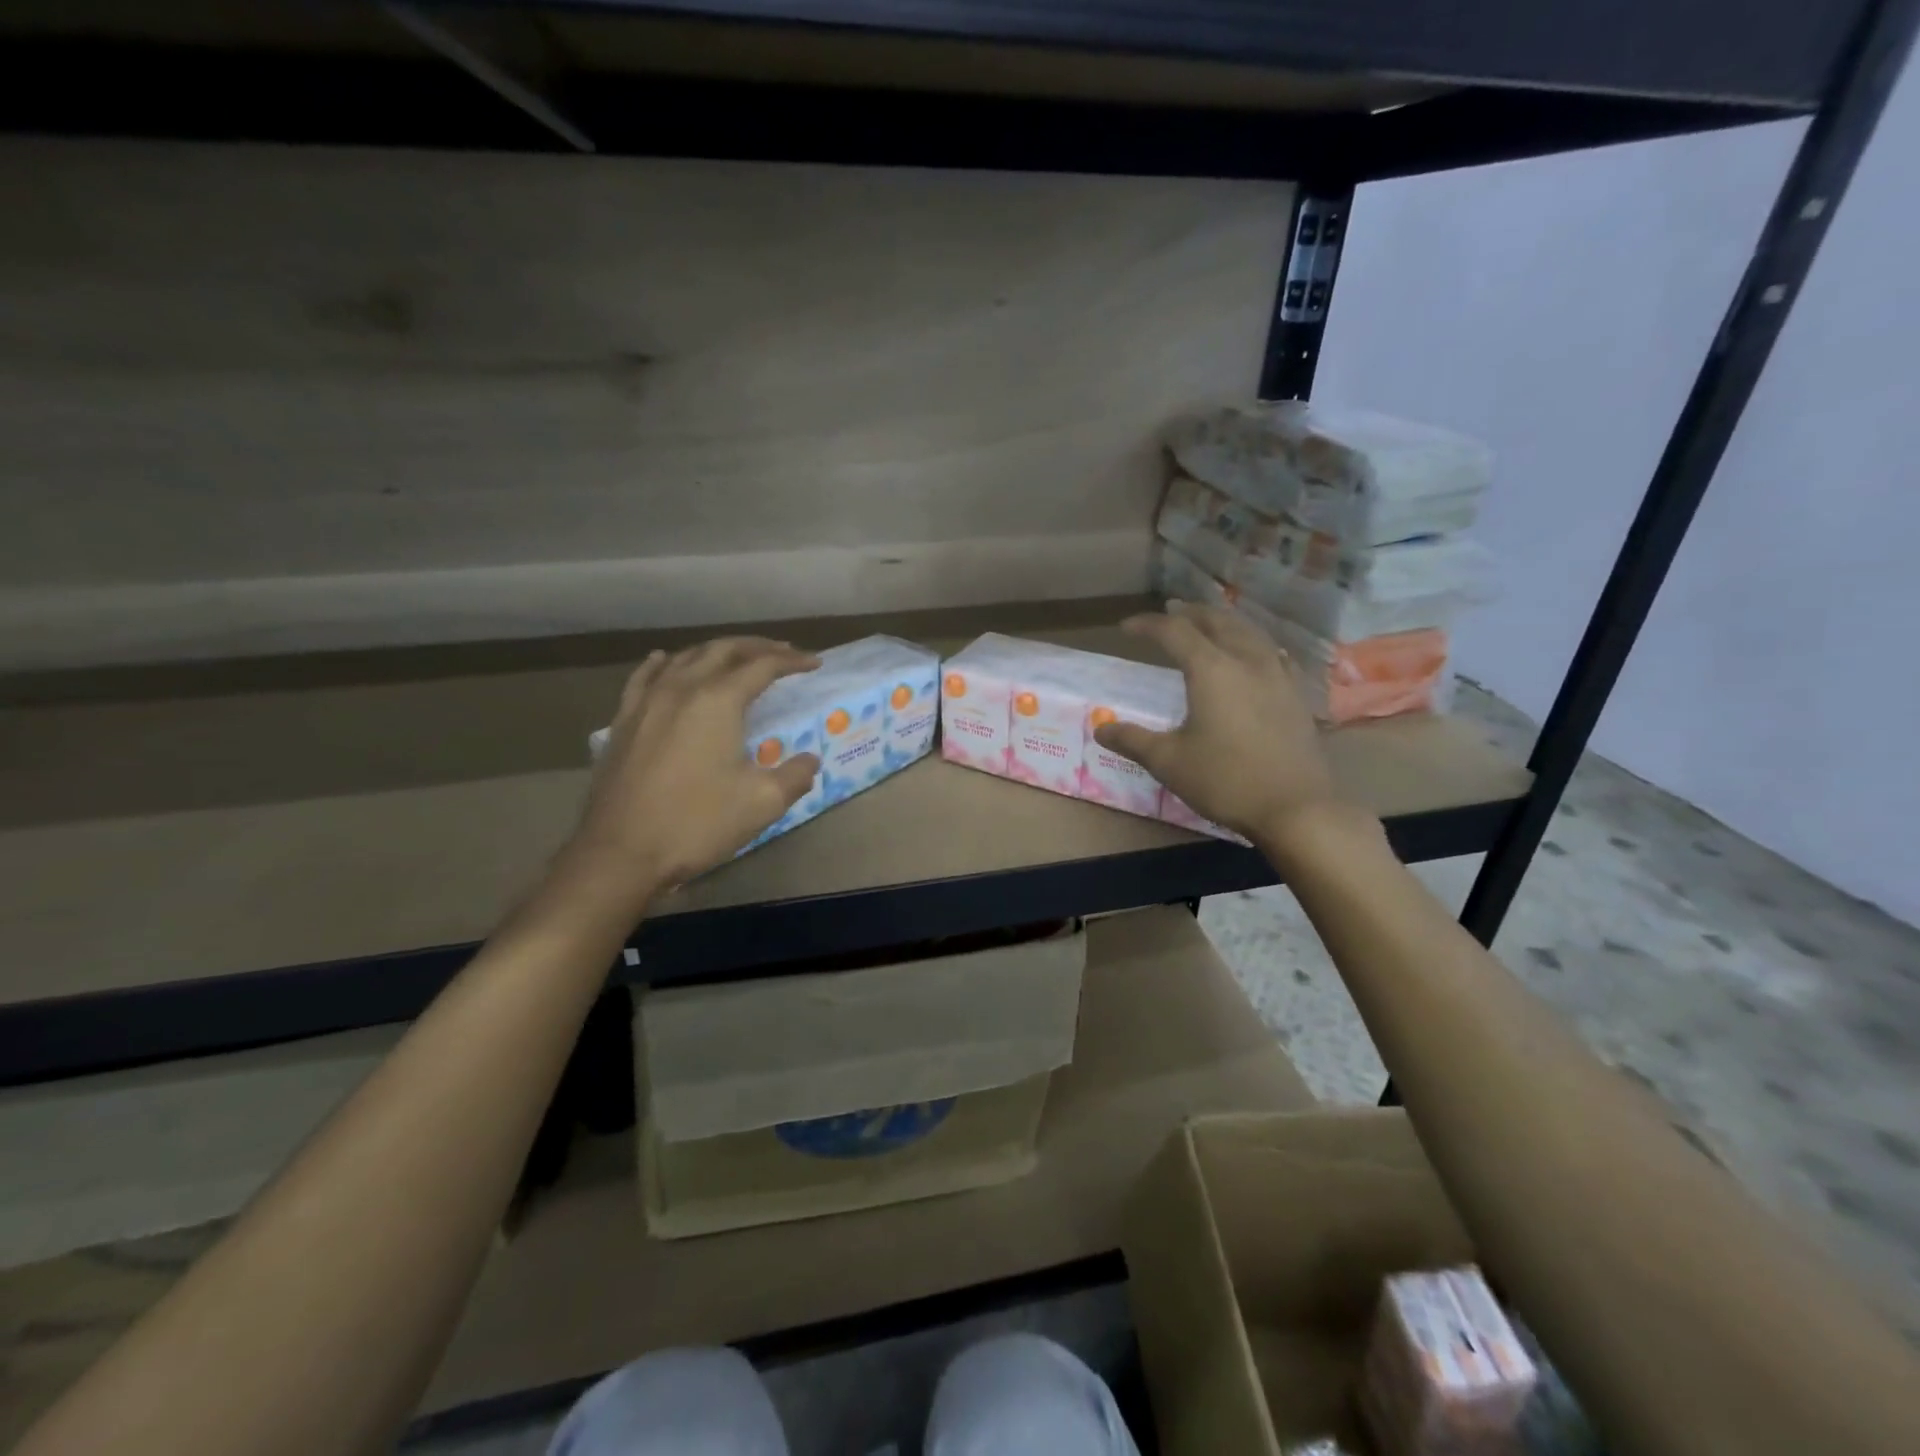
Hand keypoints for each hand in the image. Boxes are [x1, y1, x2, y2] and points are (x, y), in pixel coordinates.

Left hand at [568, 637, 821, 894]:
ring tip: (736, 658)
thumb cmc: (696, 823)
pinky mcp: (624, 721)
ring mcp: (646, 702)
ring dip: (717, 652)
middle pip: (723, 650)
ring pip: (685, 658)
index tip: (814, 663)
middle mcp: (681, 688)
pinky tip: (667, 660)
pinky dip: (664, 663)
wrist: (620, 852)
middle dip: (757, 647)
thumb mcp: (762, 803)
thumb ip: (794, 776)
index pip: (762, 666)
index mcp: (718, 701)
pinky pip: (645, 677)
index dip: (791, 661)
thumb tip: (809, 761)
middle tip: (783, 652)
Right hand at [1092, 603, 1342, 842]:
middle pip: (1217, 621)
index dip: (1148, 625)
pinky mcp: (1296, 694)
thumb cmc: (1225, 781)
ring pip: (1249, 632)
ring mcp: (1277, 675)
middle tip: (1171, 611)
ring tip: (1208, 624)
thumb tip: (1101, 728)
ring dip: (1223, 622)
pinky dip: (1251, 642)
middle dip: (1190, 613)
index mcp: (1211, 669)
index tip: (1127, 628)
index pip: (1175, 632)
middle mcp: (1247, 660)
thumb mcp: (1168, 762)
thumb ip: (1133, 740)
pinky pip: (1271, 652)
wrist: (1296, 808)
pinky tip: (1252, 654)